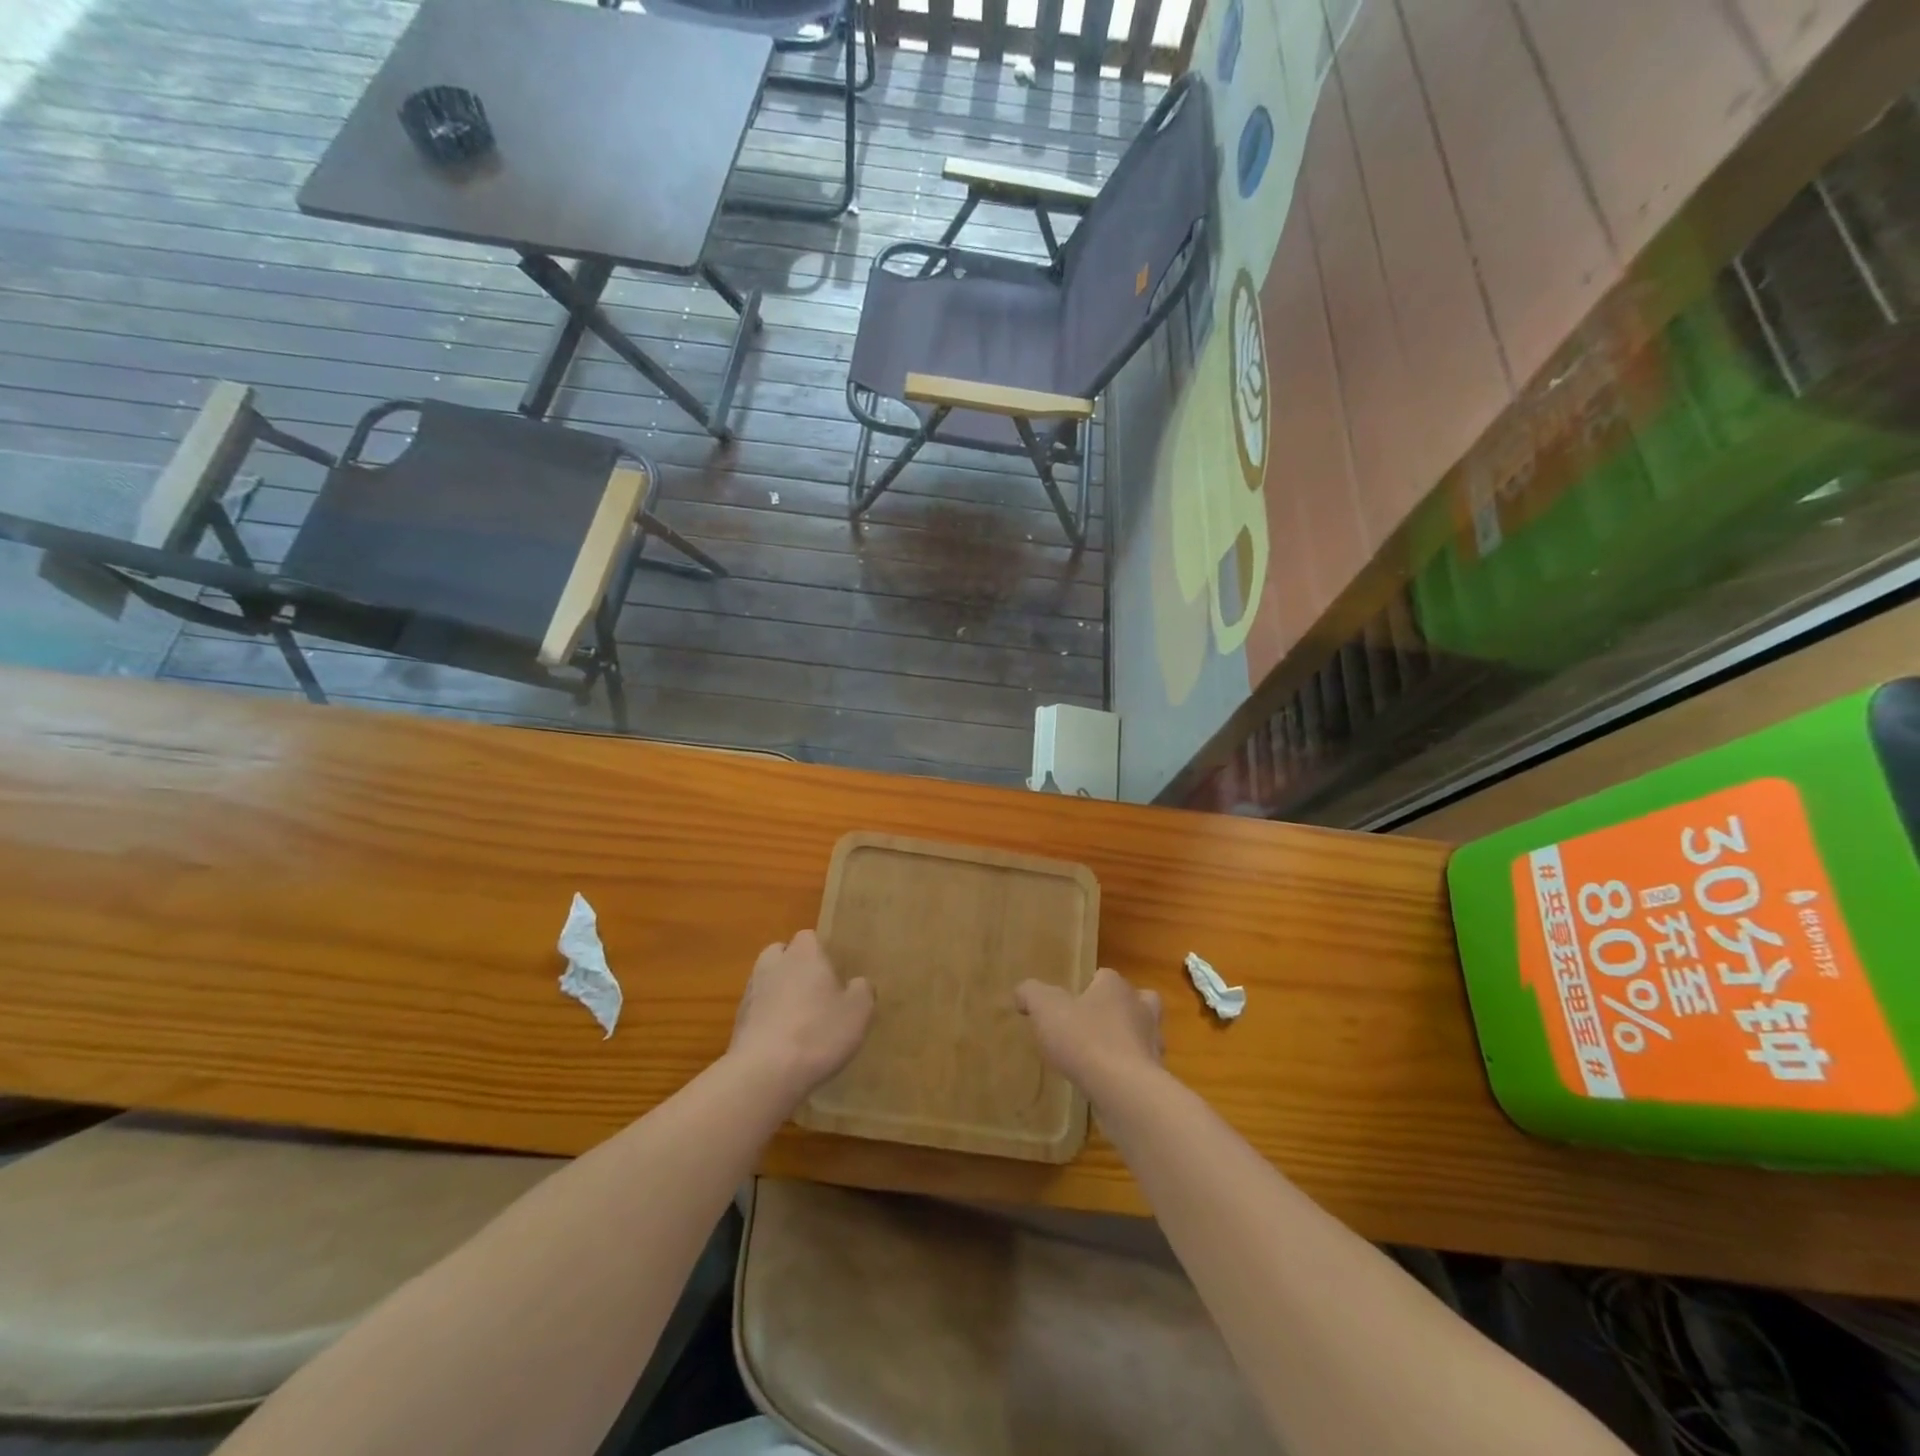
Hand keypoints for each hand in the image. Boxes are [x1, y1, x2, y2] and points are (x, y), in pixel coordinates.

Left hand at [729, 931, 873, 1104]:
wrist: (764, 1073)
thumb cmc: (818, 1032)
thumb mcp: (859, 1011)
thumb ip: (862, 990)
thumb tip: (858, 983)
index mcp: (804, 954)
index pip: (809, 937)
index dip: (820, 952)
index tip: (833, 973)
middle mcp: (773, 965)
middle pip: (781, 954)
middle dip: (794, 967)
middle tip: (815, 992)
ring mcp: (751, 993)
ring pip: (766, 982)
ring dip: (779, 994)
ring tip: (799, 1021)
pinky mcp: (737, 1023)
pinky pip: (757, 1012)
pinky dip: (768, 1020)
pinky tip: (783, 1044)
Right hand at [1014, 967, 1161, 1098]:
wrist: (1124, 1090)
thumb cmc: (1084, 1039)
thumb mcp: (1045, 1009)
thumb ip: (1031, 994)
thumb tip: (1022, 992)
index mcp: (1116, 987)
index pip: (1105, 976)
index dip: (1088, 985)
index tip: (1070, 1002)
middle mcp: (1141, 1009)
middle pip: (1136, 1000)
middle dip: (1121, 1008)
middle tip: (1096, 1023)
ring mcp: (1152, 1043)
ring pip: (1142, 1033)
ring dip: (1127, 1041)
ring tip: (1101, 1055)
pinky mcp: (1155, 1076)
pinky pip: (1141, 1066)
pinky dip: (1127, 1070)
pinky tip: (1107, 1082)